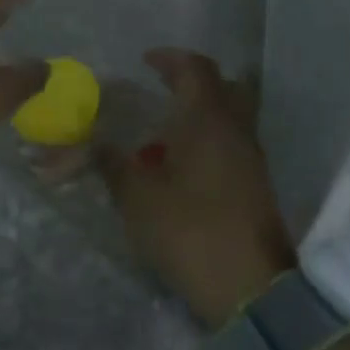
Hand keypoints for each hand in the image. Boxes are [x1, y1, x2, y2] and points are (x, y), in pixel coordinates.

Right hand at [102, 49, 296, 326]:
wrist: (251, 290)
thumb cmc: (190, 231)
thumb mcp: (138, 198)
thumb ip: (114, 164)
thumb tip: (93, 142)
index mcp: (208, 121)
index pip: (195, 69)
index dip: (170, 58)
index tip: (145, 61)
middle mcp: (236, 130)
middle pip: (223, 85)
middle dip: (192, 79)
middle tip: (163, 86)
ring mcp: (251, 158)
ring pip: (231, 115)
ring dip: (202, 110)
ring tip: (165, 127)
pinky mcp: (256, 184)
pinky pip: (232, 142)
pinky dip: (209, 137)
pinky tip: (182, 162)